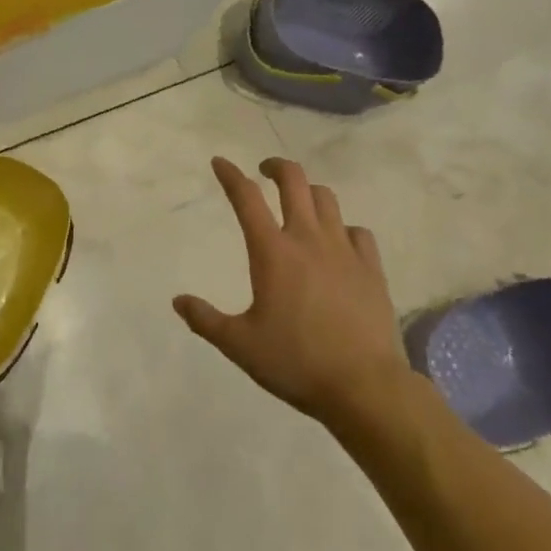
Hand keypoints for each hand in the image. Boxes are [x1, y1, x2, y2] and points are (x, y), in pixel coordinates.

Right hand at [174, 156, 412, 424]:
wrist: (365, 387)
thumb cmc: (296, 362)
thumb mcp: (239, 345)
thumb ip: (205, 320)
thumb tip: (178, 301)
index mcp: (272, 252)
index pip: (246, 198)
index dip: (230, 175)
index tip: (219, 163)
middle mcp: (308, 239)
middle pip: (294, 181)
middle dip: (276, 167)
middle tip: (264, 172)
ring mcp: (344, 251)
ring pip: (326, 199)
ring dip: (308, 193)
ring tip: (299, 204)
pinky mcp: (372, 269)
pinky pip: (358, 231)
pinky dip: (342, 228)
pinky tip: (338, 242)